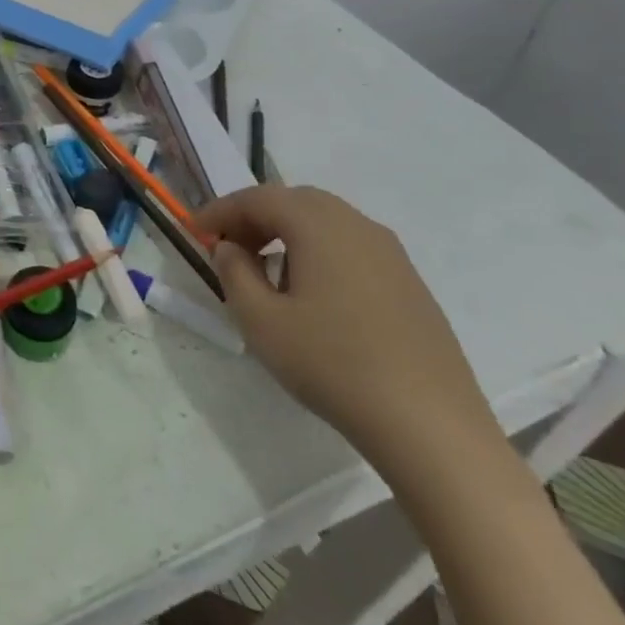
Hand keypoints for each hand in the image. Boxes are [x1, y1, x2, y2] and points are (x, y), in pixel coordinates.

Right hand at [193, 184, 499, 473]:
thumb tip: (230, 247)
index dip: (219, 211)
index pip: (256, 198)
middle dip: (254, 218)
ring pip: (325, 223)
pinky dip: (318, 253)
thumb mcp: (260, 320)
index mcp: (318, 225)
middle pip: (293, 201)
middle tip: (228, 248)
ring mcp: (391, 253)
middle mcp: (356, 225)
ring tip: (266, 273)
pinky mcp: (409, 283)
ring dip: (287, 234)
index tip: (192, 231)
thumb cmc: (333, 364)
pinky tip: (312, 296)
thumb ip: (233, 272)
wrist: (432, 426)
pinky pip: (351, 247)